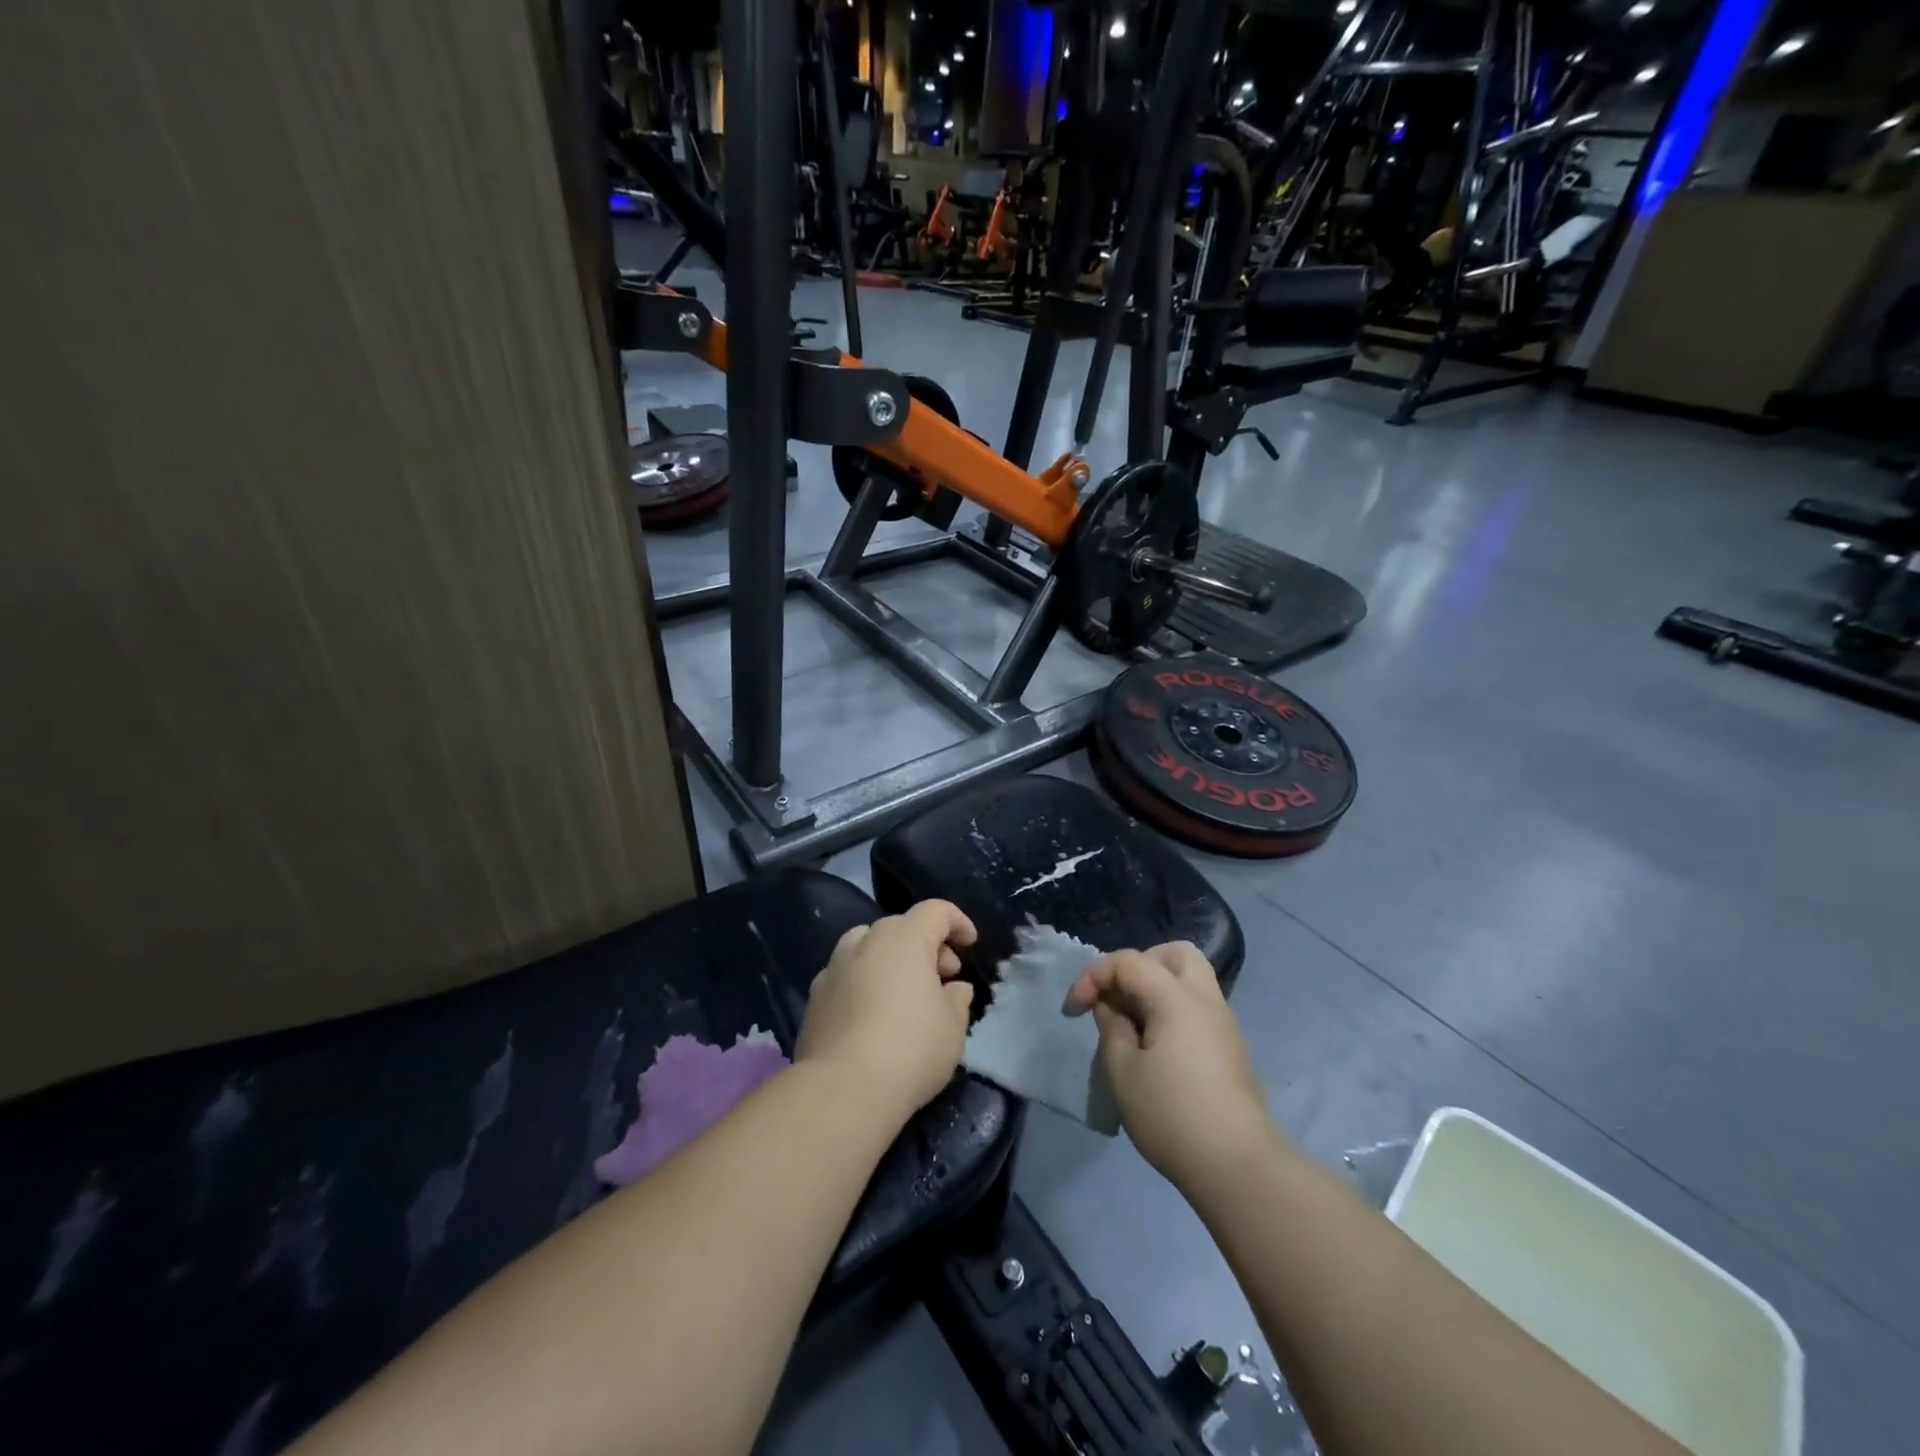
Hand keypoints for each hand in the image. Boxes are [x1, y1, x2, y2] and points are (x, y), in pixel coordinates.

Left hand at [796, 900, 977, 1121]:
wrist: (842, 1089)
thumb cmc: (911, 1049)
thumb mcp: (952, 1027)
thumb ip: (957, 1000)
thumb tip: (954, 988)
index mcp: (905, 938)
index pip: (935, 911)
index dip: (957, 922)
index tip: (970, 944)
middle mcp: (867, 941)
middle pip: (901, 927)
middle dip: (926, 945)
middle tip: (943, 978)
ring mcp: (835, 966)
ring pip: (868, 946)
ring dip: (891, 959)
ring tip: (904, 992)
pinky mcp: (815, 996)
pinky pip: (847, 975)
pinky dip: (864, 982)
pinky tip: (872, 1014)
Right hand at [1064, 942, 1274, 1195]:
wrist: (1239, 1167)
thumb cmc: (1172, 1115)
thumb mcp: (1122, 1072)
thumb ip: (1111, 1029)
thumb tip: (1113, 1009)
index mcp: (1175, 997)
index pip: (1128, 961)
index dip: (1093, 977)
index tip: (1073, 1012)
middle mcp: (1205, 999)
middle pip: (1174, 953)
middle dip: (1138, 964)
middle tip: (1117, 996)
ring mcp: (1224, 1023)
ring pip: (1191, 978)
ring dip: (1157, 986)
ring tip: (1132, 1021)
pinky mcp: (1230, 1048)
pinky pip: (1198, 1006)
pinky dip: (1172, 1009)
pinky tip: (1155, 1045)